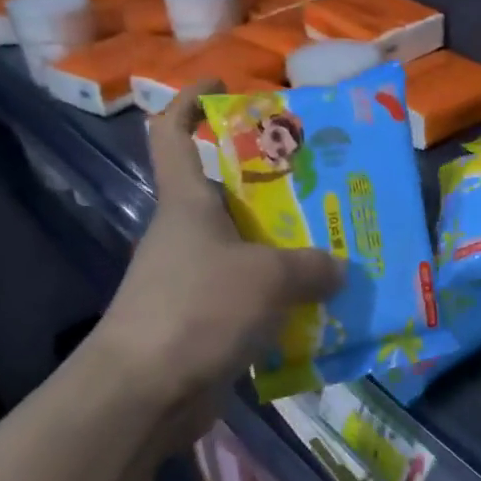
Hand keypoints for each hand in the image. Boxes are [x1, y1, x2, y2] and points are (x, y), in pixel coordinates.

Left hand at [91, 83, 343, 439]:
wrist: (143, 393)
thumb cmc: (198, 309)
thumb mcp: (267, 277)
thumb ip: (310, 266)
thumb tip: (338, 268)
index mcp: (188, 203)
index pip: (173, 134)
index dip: (191, 102)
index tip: (224, 87)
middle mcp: (186, 235)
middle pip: (227, 194)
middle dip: (273, 186)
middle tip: (325, 186)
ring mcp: (192, 281)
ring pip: (245, 250)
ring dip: (285, 250)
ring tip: (336, 249)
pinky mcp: (202, 323)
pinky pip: (250, 299)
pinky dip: (280, 301)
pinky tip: (319, 309)